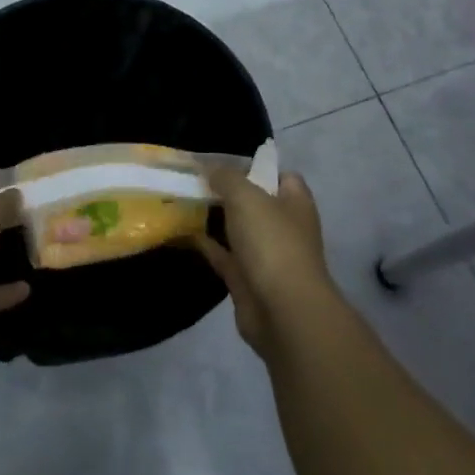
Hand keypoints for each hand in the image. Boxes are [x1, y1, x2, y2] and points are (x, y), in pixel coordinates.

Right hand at [196, 165, 340, 360]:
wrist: (282, 311)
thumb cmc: (272, 243)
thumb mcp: (247, 197)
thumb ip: (227, 177)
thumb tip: (209, 166)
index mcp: (295, 202)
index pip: (279, 175)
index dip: (253, 166)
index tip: (222, 163)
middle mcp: (283, 226)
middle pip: (253, 201)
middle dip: (225, 191)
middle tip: (192, 179)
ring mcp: (265, 254)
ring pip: (236, 229)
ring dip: (212, 218)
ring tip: (181, 200)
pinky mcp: (246, 279)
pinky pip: (222, 255)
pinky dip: (204, 244)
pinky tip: (179, 231)